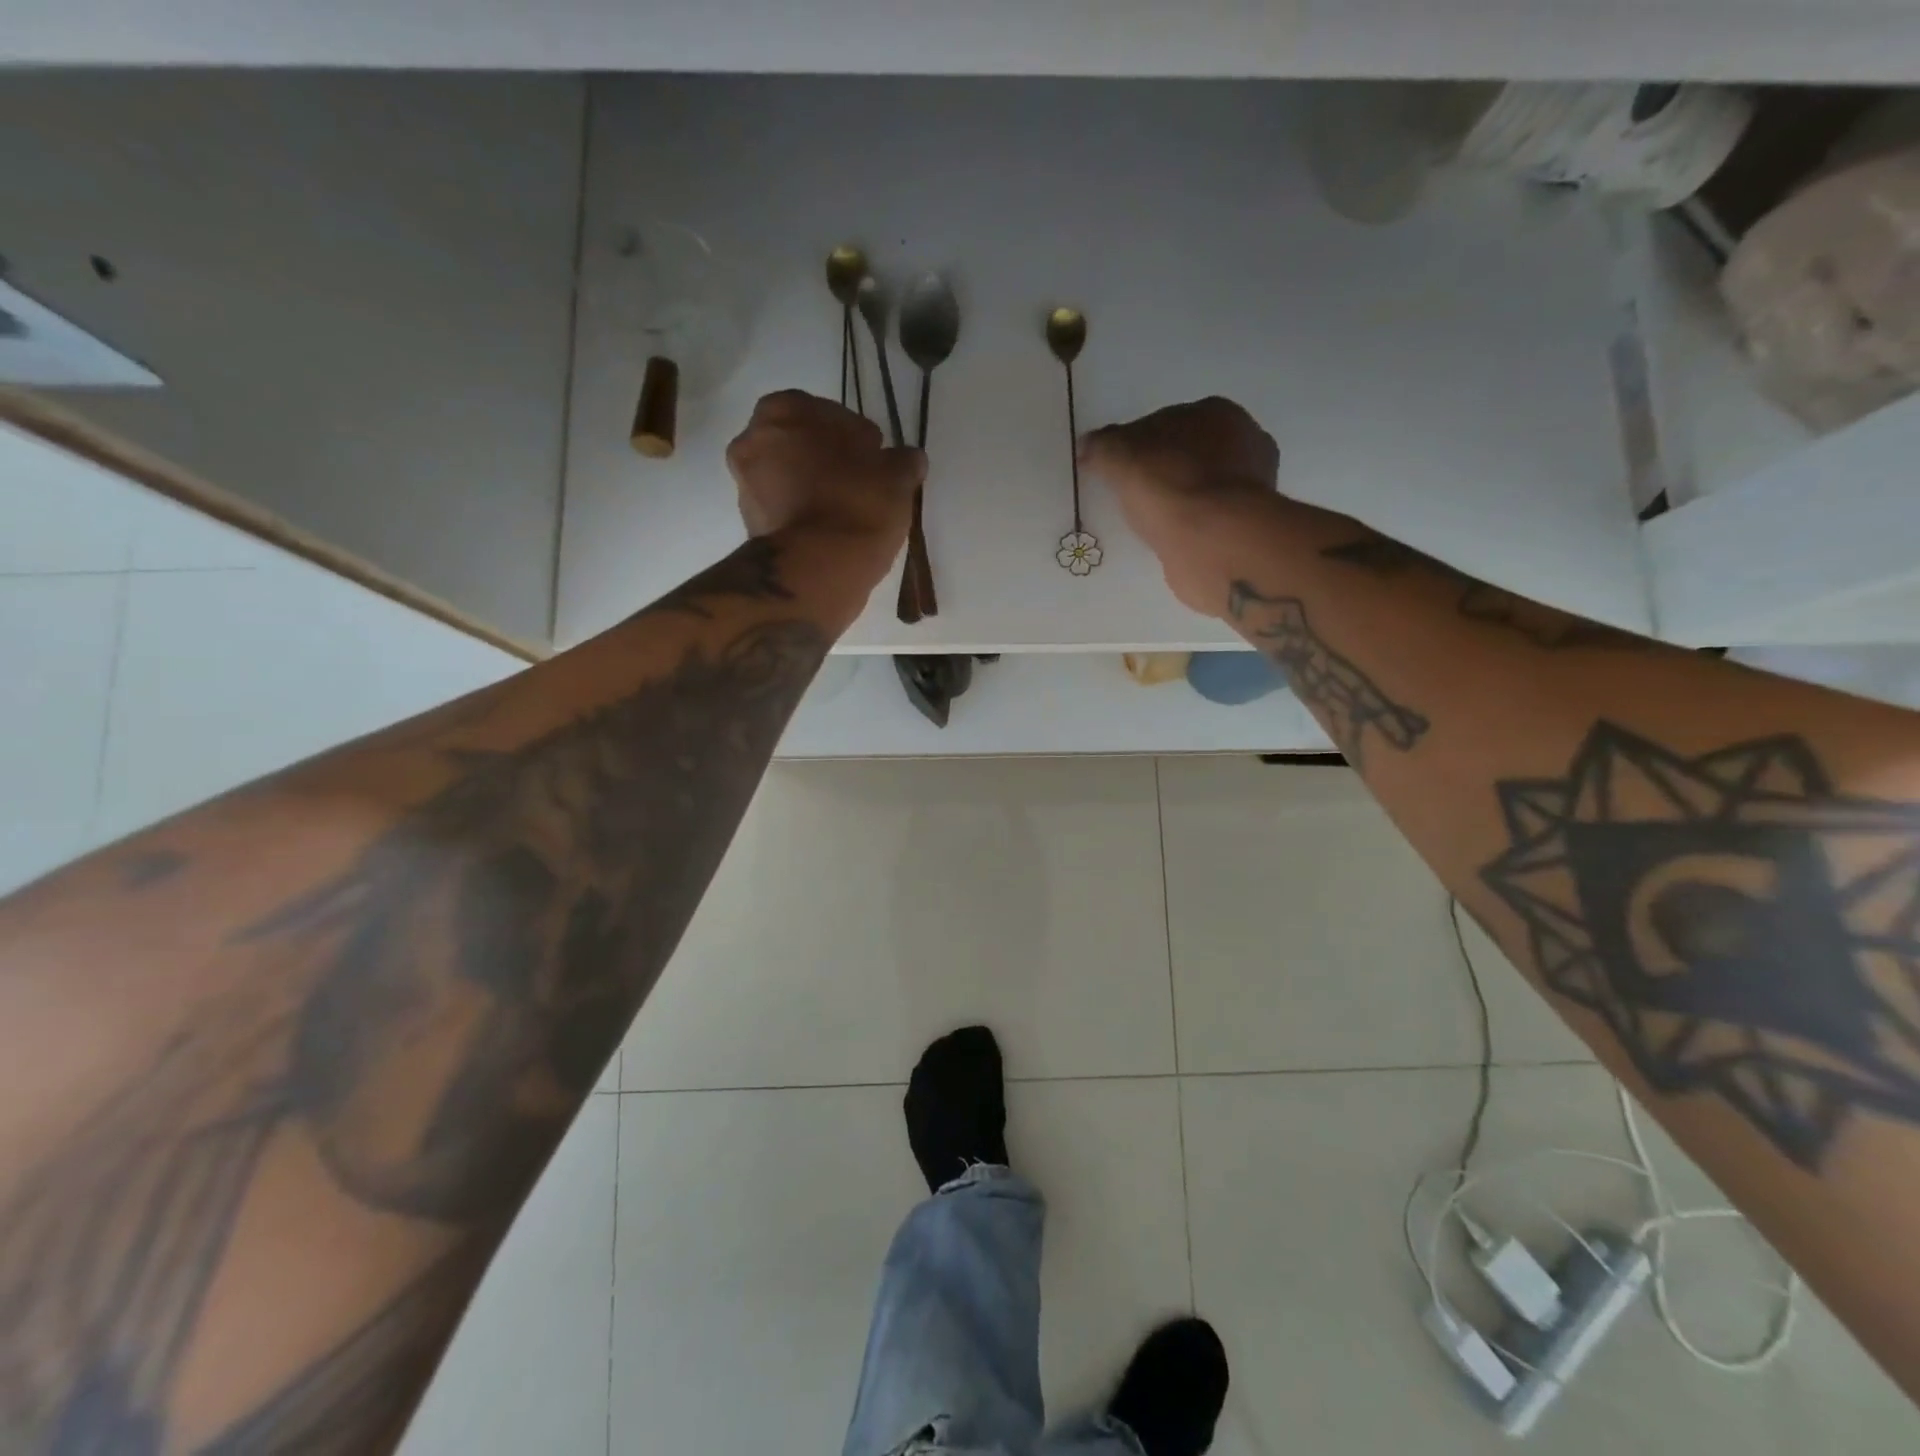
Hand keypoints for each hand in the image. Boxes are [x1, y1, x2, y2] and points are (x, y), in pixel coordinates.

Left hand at [726, 390, 923, 570]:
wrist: (817, 568)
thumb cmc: (857, 506)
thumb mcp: (896, 477)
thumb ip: (902, 460)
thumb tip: (908, 459)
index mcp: (785, 410)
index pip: (828, 413)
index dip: (856, 437)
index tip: (875, 460)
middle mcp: (753, 439)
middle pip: (801, 444)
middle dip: (828, 460)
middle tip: (861, 485)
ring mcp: (745, 484)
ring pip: (789, 477)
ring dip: (814, 488)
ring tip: (848, 513)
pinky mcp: (750, 524)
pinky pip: (784, 509)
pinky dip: (803, 514)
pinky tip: (831, 531)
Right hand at [1079, 397, 1282, 614]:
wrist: (1213, 542)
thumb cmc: (1170, 486)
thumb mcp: (1120, 457)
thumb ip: (1102, 447)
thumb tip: (1088, 446)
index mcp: (1216, 412)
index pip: (1165, 422)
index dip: (1136, 443)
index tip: (1116, 468)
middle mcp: (1244, 442)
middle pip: (1188, 454)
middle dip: (1162, 470)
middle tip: (1132, 495)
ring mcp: (1252, 487)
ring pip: (1200, 487)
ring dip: (1178, 500)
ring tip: (1148, 521)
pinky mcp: (1248, 525)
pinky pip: (1208, 519)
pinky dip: (1189, 526)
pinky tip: (1169, 538)